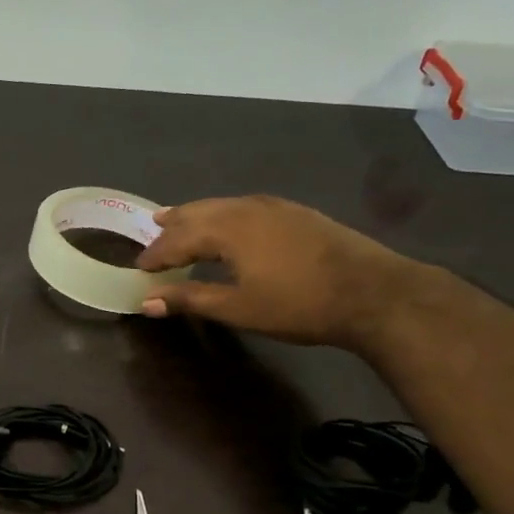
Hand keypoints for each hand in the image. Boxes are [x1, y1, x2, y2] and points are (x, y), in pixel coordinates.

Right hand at [134, 195, 414, 346]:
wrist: (374, 293)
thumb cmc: (298, 304)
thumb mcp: (238, 308)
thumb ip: (190, 299)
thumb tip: (146, 302)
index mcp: (228, 229)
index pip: (179, 238)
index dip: (156, 254)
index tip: (139, 268)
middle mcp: (247, 208)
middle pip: (199, 212)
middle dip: (173, 225)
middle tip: (153, 232)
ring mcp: (275, 207)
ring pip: (224, 205)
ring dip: (198, 215)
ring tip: (181, 220)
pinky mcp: (297, 213)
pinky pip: (246, 207)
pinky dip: (225, 214)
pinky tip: (231, 224)